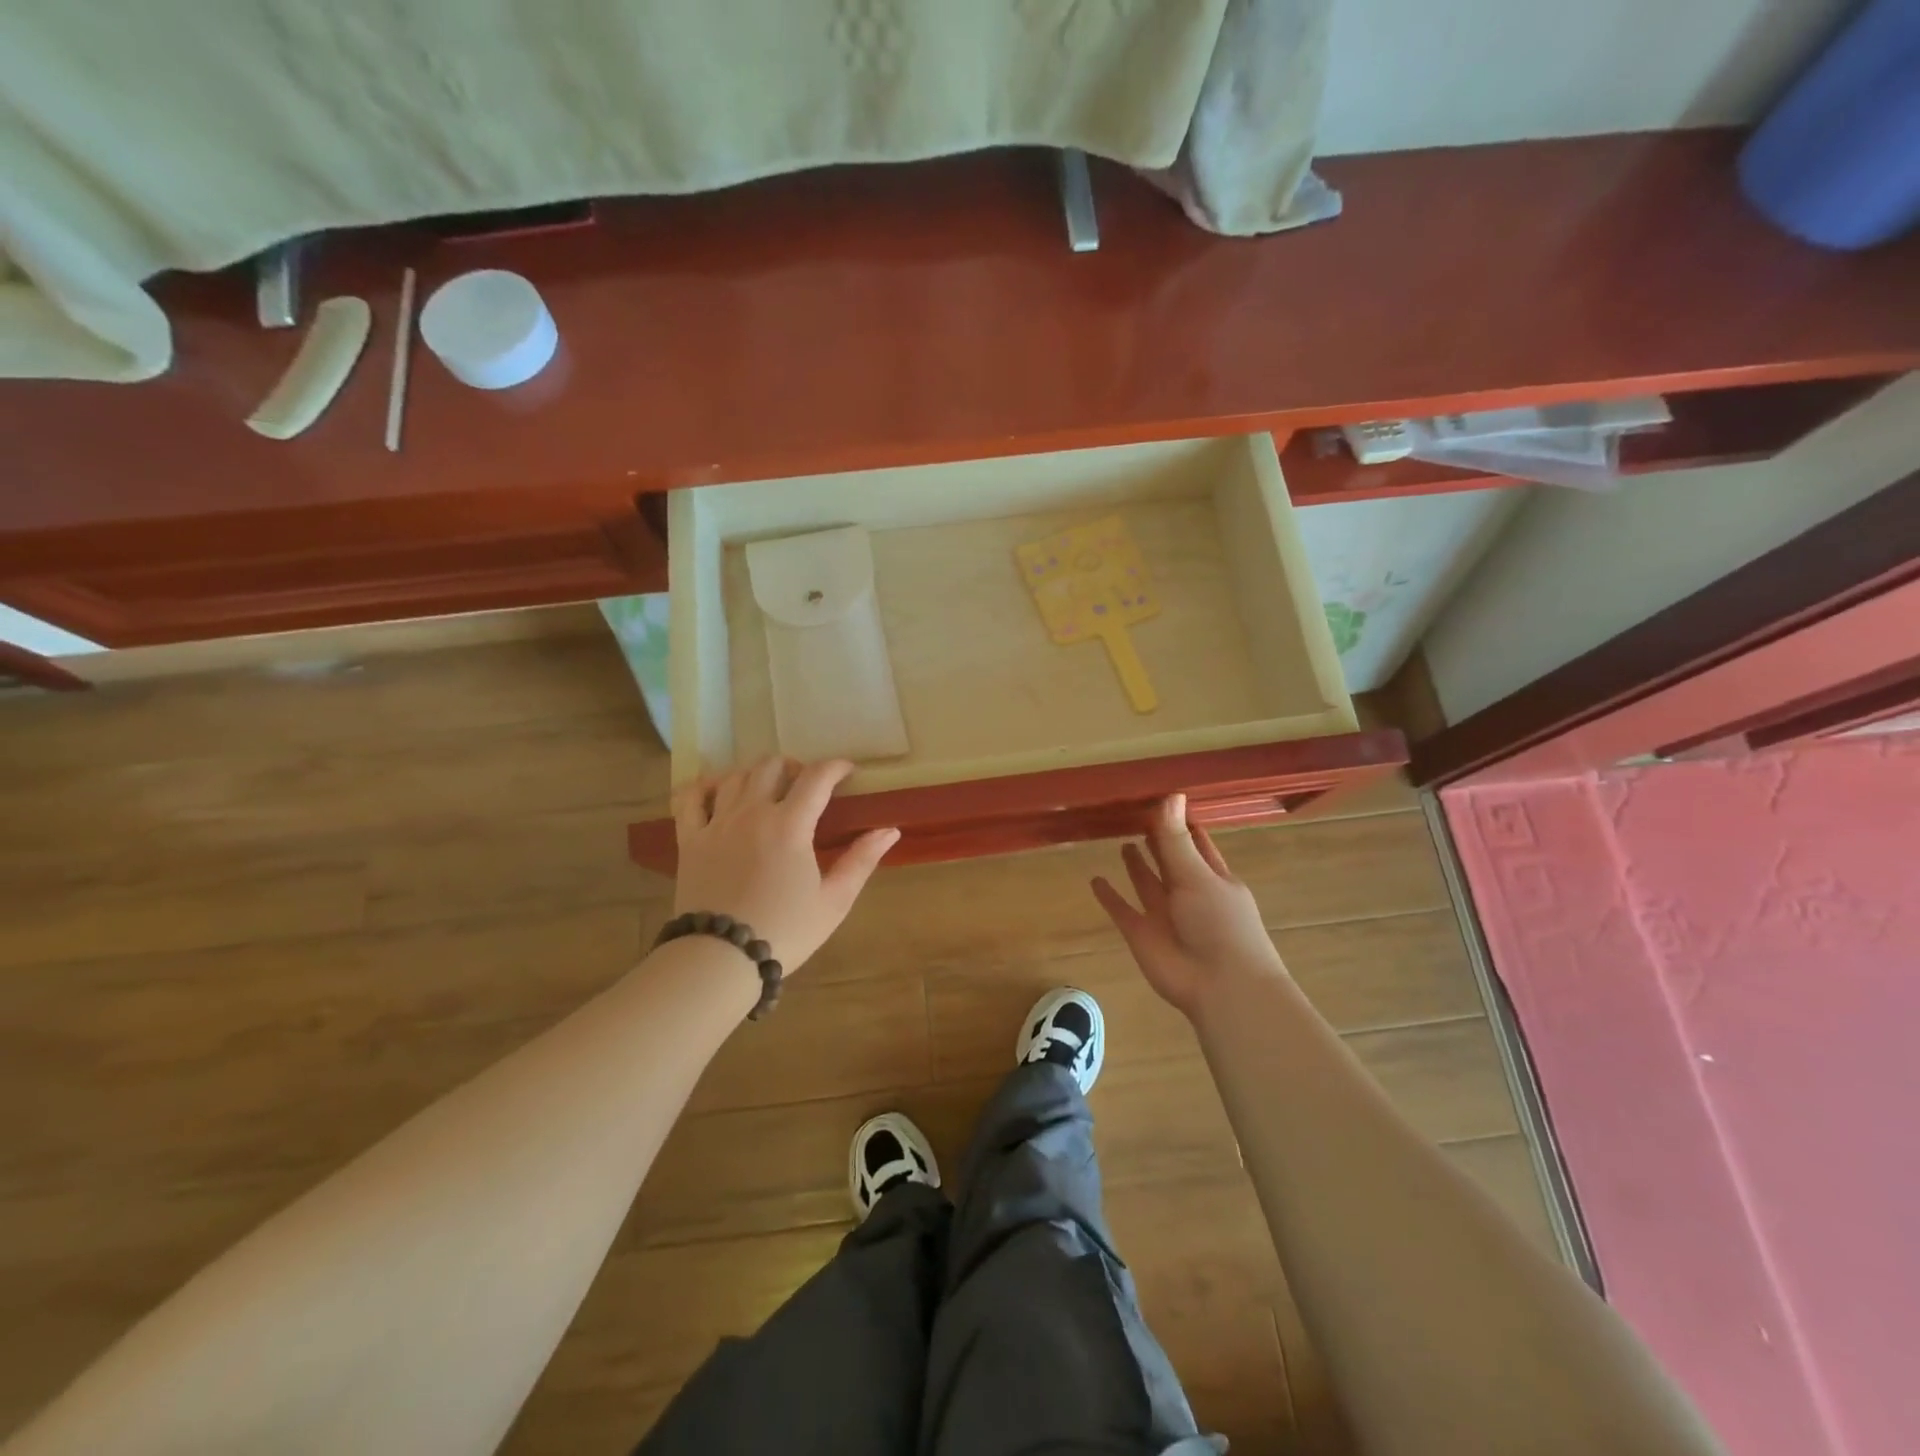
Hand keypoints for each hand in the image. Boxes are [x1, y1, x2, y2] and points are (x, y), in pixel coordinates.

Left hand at [671, 758, 898, 974]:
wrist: (720, 959)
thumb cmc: (785, 931)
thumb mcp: (834, 901)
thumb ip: (861, 860)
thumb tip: (890, 830)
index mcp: (790, 825)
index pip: (816, 777)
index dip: (835, 767)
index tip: (847, 771)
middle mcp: (752, 813)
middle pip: (771, 766)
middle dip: (794, 766)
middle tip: (806, 785)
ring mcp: (717, 823)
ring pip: (735, 776)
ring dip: (756, 774)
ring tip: (768, 789)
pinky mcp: (690, 839)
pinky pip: (689, 797)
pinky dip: (703, 786)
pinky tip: (715, 790)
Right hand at [1092, 795, 1287, 1017]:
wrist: (1220, 986)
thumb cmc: (1220, 924)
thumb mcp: (1198, 876)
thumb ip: (1176, 839)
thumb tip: (1170, 794)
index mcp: (1213, 877)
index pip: (1196, 843)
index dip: (1183, 824)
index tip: (1166, 801)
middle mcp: (1188, 893)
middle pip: (1170, 861)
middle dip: (1158, 842)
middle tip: (1138, 815)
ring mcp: (1164, 914)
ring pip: (1147, 883)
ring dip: (1137, 865)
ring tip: (1124, 842)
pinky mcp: (1142, 933)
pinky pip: (1122, 909)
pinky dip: (1109, 897)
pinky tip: (1095, 880)